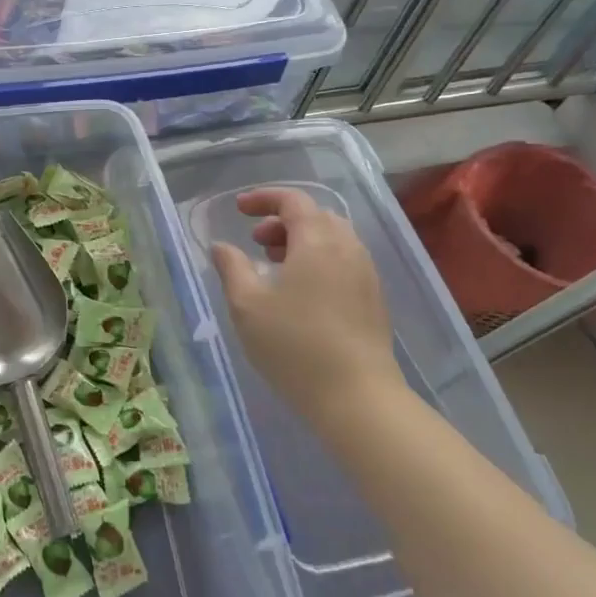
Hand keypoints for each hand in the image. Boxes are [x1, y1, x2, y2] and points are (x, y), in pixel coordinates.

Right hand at [210, 187, 401, 435]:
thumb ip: (232, 268)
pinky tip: (301, 292)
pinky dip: (319, 260)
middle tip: (256, 242)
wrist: (358, 398)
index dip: (263, 198)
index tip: (238, 210)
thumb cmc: (295, 345)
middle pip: (316, 216)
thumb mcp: (247, 305)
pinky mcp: (374, 300)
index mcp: (317, 240)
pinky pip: (344, 261)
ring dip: (302, 241)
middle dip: (282, 220)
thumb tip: (221, 246)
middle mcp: (347, 248)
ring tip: (276, 266)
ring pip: (333, 239)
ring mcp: (366, 274)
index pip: (293, 200)